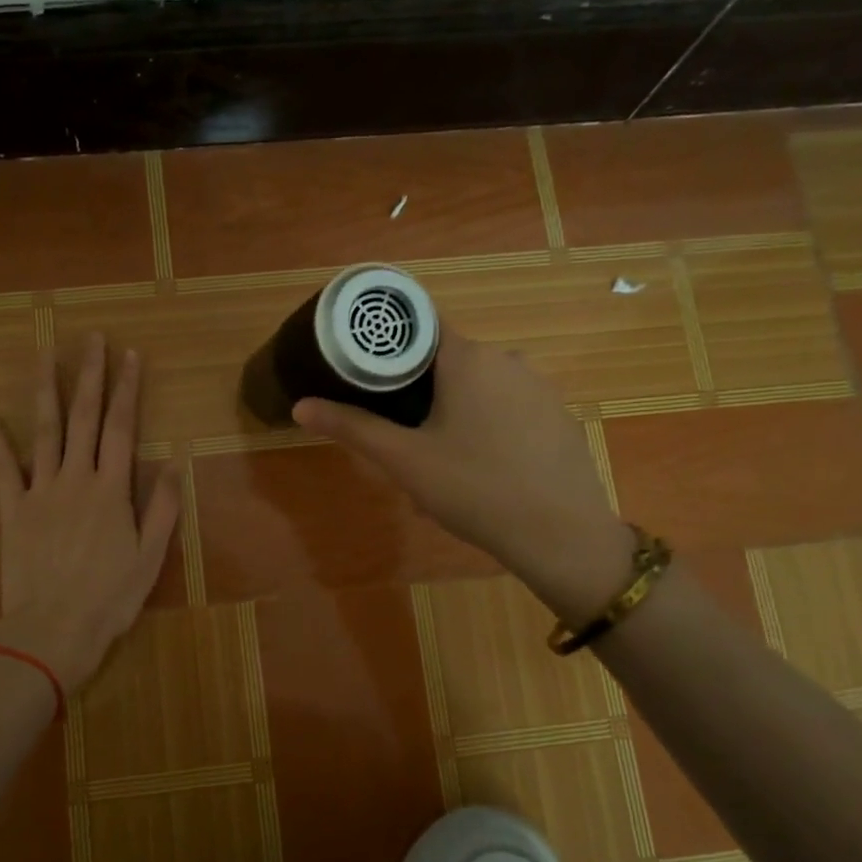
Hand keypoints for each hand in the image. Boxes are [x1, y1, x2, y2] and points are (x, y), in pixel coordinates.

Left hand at [0, 333, 182, 690]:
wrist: (54, 630)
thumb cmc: (109, 598)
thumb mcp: (151, 558)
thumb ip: (163, 508)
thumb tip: (175, 462)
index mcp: (112, 490)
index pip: (123, 428)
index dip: (128, 389)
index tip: (130, 356)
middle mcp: (76, 479)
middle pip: (85, 418)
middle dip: (90, 376)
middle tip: (91, 338)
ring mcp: (40, 492)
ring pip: (45, 432)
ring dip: (47, 391)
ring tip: (46, 355)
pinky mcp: (12, 510)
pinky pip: (1, 468)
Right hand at [291, 325, 632, 622]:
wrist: (561, 535)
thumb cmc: (473, 488)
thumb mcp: (404, 460)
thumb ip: (352, 427)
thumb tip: (300, 406)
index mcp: (468, 358)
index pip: (419, 326)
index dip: (388, 344)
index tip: (365, 370)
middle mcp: (508, 359)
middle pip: (447, 360)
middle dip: (418, 391)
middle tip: (397, 434)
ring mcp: (539, 387)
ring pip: (478, 387)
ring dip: (452, 412)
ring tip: (435, 461)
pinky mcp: (557, 415)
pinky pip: (508, 409)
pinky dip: (486, 427)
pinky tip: (480, 470)